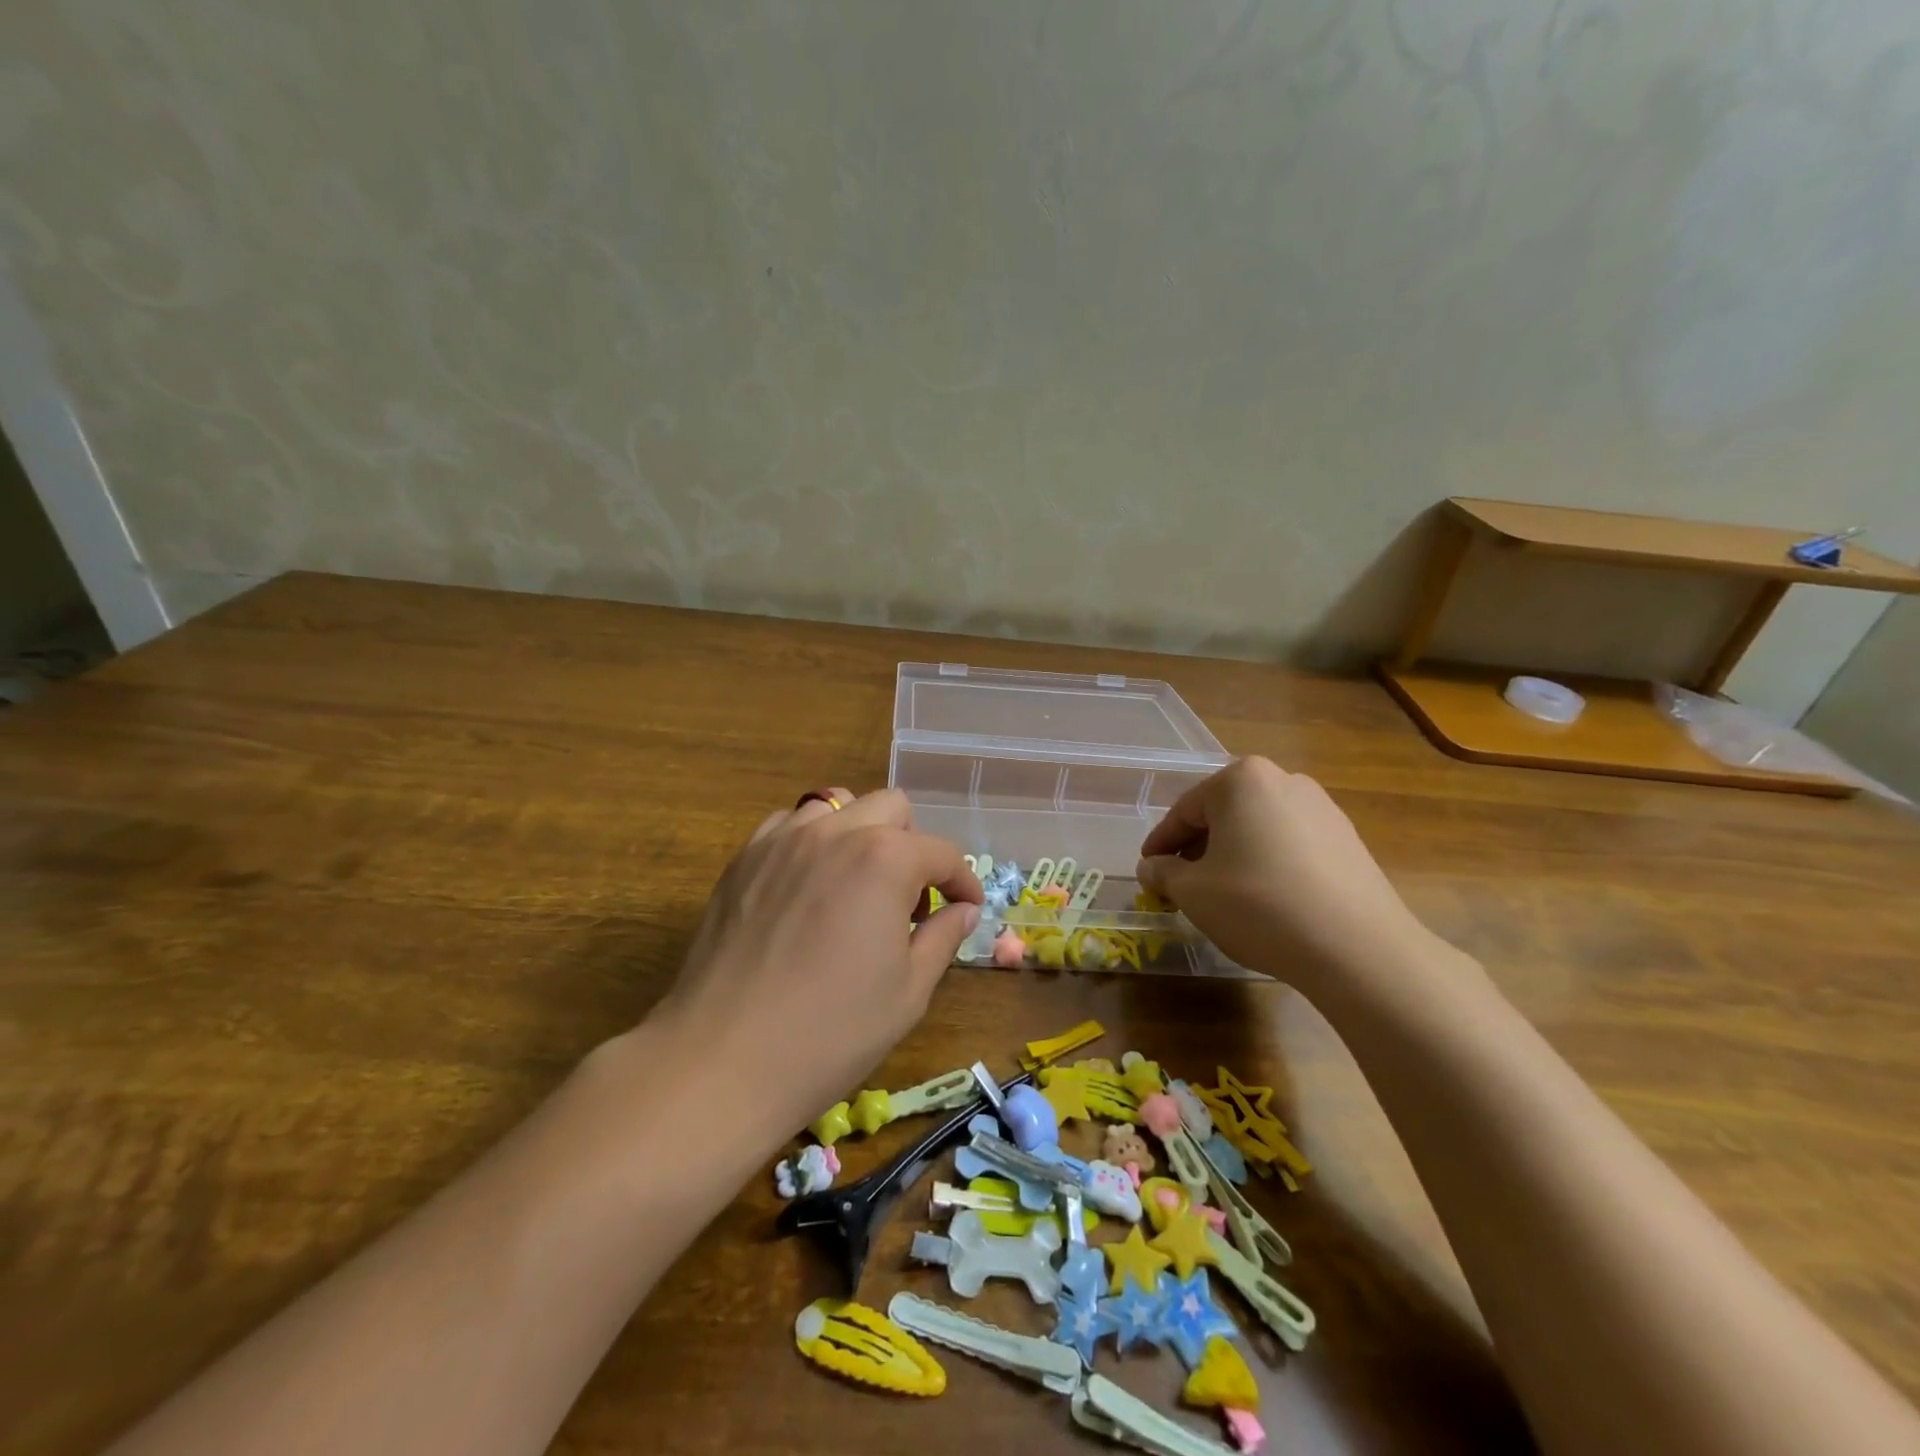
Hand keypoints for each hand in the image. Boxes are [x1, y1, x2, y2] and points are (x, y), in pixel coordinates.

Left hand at [660, 788, 982, 1132]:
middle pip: (892, 808)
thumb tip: (964, 910)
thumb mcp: (909, 991)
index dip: (963, 881)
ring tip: (857, 885)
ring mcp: (783, 840)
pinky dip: (811, 840)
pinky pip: (789, 824)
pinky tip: (809, 885)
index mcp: (885, 859)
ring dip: (861, 834)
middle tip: (909, 900)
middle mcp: (835, 832)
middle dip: (913, 845)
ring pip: (837, 805)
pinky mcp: (744, 858)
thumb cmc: (831, 1032)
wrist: (724, 1059)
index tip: (967, 908)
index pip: (942, 852)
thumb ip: (943, 937)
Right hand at [1137, 757, 1433, 992]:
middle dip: (1198, 848)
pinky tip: (1266, 901)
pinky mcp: (1349, 841)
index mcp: (1241, 780)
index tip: (1147, 870)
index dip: (1160, 844)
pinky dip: (1269, 866)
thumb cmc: (1258, 905)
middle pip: (1224, 815)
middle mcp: (1284, 781)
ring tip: (1223, 896)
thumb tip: (1152, 868)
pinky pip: (1291, 846)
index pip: (1185, 810)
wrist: (1357, 948)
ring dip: (1233, 857)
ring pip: (1258, 829)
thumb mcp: (1193, 892)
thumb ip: (1163, 873)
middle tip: (1181, 884)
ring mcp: (1323, 809)